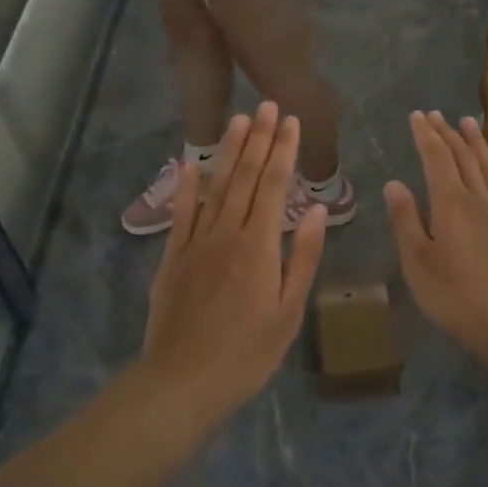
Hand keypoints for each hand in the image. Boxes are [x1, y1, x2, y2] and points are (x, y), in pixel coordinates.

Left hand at [141, 102, 327, 409]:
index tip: (291, 121)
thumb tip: (315, 210)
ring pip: (215, 187)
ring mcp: (195, 243)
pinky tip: (190, 163)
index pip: (273, 186)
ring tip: (239, 120)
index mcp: (259, 246)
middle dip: (258, 140)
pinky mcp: (172, 257)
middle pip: (244, 177)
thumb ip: (302, 257)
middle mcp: (226, 234)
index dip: (283, 151)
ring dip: (228, 152)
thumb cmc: (247, 353)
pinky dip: (185, 186)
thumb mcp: (288, 312)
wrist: (183, 381)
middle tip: (267, 105)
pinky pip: (180, 214)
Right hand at [384, 111, 487, 357]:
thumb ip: (405, 219)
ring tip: (470, 124)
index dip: (426, 136)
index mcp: (450, 204)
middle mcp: (479, 201)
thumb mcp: (417, 261)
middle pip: (463, 159)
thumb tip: (394, 183)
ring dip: (479, 146)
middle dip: (448, 134)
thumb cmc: (455, 296)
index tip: (417, 115)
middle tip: (437, 115)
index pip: (436, 159)